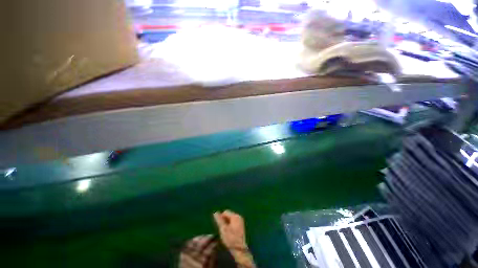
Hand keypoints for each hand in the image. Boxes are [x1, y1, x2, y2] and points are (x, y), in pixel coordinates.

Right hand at [213, 210, 255, 267]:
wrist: (240, 249)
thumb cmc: (230, 239)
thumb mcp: (223, 229)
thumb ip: (219, 220)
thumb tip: (215, 212)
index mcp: (235, 216)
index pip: (225, 212)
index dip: (221, 218)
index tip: (220, 226)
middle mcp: (239, 216)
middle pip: (229, 215)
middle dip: (224, 220)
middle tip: (222, 229)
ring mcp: (241, 221)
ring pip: (231, 219)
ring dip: (227, 223)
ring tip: (226, 232)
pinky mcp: (241, 226)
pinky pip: (234, 222)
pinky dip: (231, 225)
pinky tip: (230, 233)